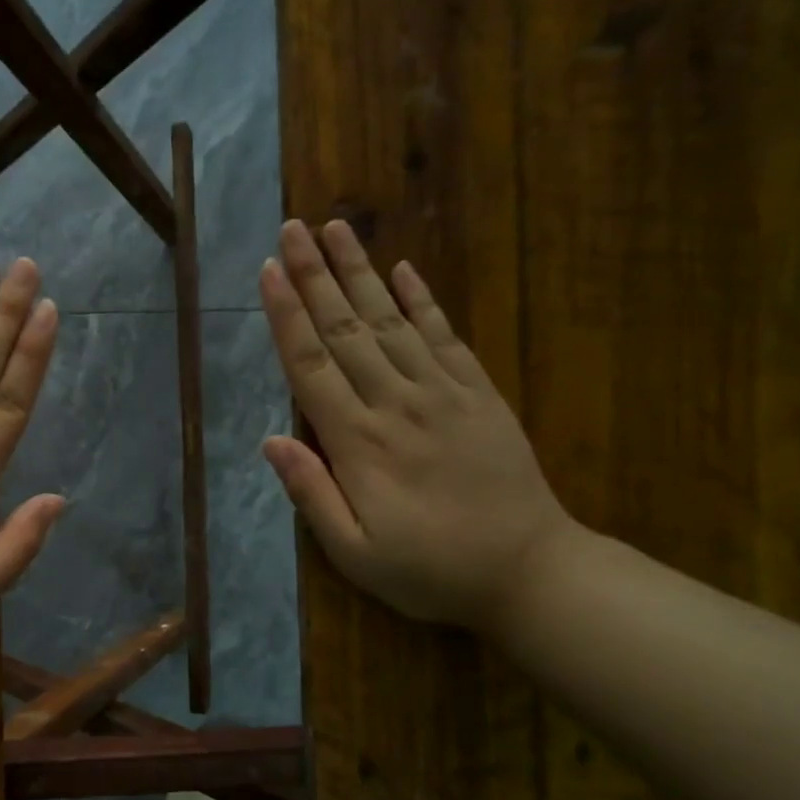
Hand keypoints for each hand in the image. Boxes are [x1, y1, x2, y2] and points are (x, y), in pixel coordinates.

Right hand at [259, 219, 576, 630]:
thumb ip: (311, 494)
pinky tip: (404, 269)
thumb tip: (271, 441)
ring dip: (361, 272)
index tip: (269, 270)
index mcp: (359, 443)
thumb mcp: (354, 553)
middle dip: (315, 275)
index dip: (286, 315)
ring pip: (391, 321)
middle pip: (346, 329)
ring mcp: (443, 393)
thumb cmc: (429, 570)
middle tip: (294, 227)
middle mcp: (396, 403)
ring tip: (337, 228)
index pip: (311, 365)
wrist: (530, 573)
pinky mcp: (479, 393)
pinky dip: (422, 300)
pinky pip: (445, 336)